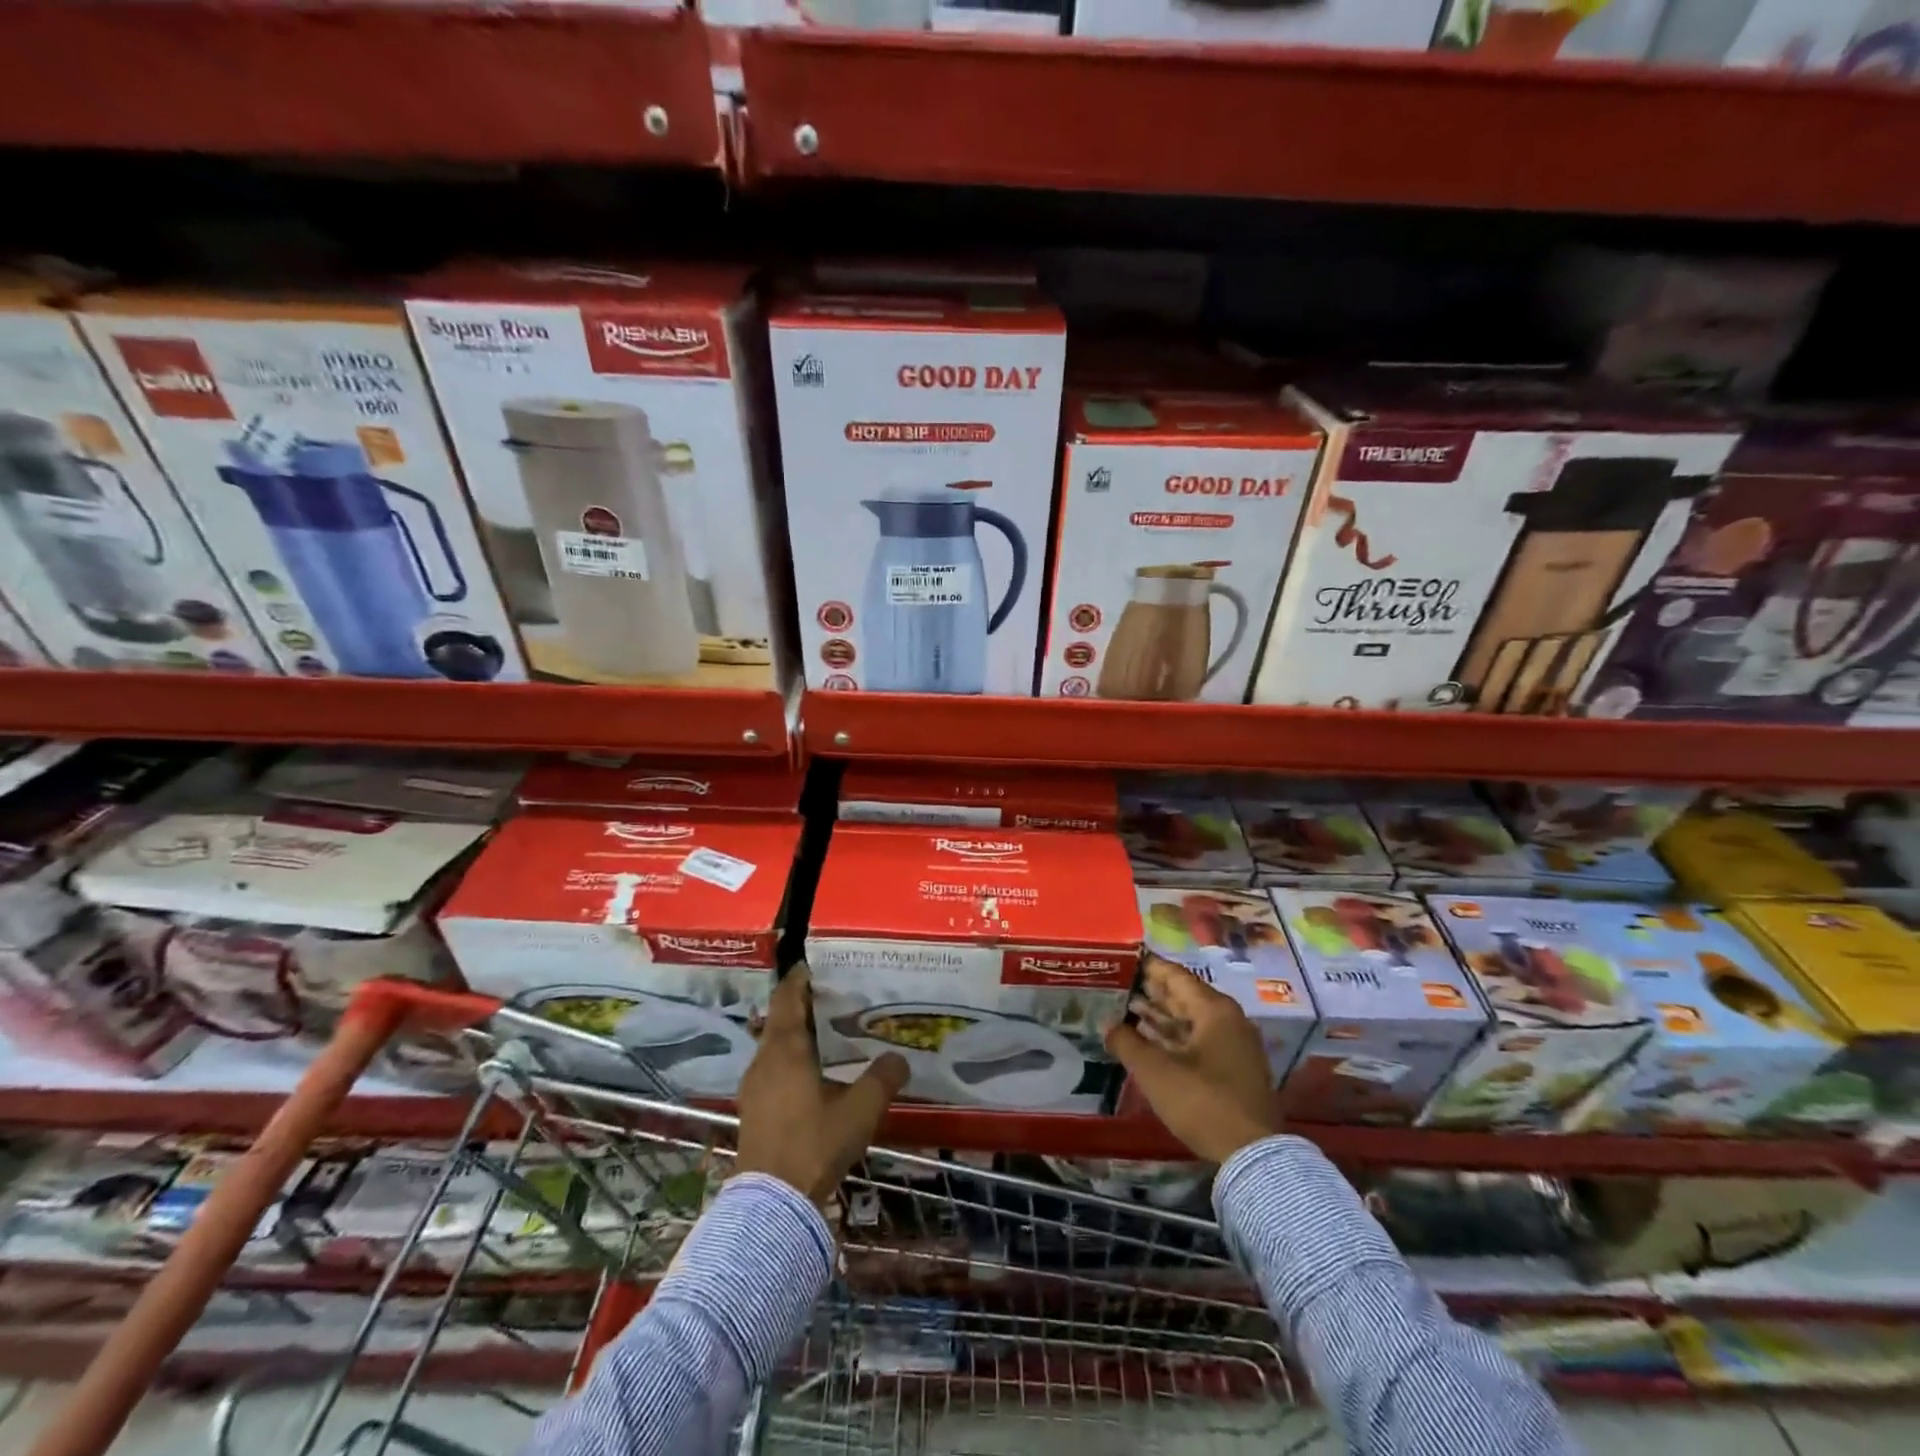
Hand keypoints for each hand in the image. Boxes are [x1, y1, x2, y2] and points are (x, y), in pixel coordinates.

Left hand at [735, 965, 909, 1203]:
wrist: (772, 1204)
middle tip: (836, 998)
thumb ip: (882, 1078)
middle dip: (804, 1006)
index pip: (787, 997)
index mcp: (785, 1048)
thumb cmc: (815, 1144)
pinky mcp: (753, 1111)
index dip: (801, 978)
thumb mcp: (859, 1110)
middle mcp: (764, 1060)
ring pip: (775, 1046)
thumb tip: (900, 1058)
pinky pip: (773, 1070)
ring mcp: (754, 1087)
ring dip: (798, 1035)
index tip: (818, 965)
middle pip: (780, 1019)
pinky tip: (815, 1075)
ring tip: (830, 1035)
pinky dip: (792, 1061)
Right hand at [1105, 955, 1277, 1164]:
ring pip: (1191, 1020)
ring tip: (1127, 1009)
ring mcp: (1234, 1045)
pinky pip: (1198, 1040)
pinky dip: (1174, 1037)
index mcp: (1214, 1009)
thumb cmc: (1202, 1101)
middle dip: (1151, 991)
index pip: (1175, 975)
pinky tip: (1150, 1040)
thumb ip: (1127, 1042)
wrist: (1253, 1155)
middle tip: (1119, 984)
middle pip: (1184, 996)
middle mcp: (1228, 1020)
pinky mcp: (1234, 1069)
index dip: (1148, 967)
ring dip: (1161, 1016)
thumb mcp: (1155, 1071)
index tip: (1122, 959)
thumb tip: (1108, 1024)